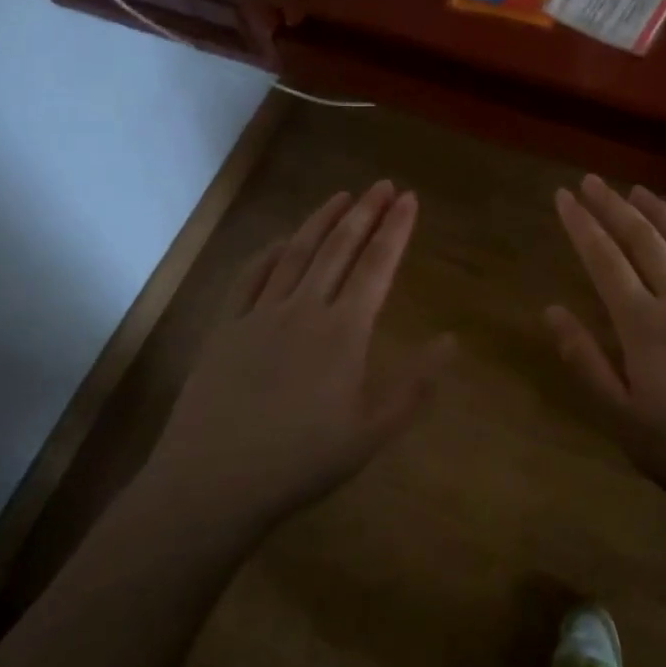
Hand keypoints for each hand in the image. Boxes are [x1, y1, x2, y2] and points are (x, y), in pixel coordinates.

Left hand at [148, 181, 453, 536]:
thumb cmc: (301, 461)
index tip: (410, 198)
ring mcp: (260, 314)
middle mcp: (305, 309)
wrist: (213, 482)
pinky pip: (250, 277)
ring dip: (321, 221)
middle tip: (383, 184)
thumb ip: (415, 386)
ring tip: (341, 195)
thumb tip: (452, 340)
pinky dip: (269, 252)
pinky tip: (281, 240)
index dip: (396, 229)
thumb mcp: (371, 433)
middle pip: (339, 249)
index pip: (377, 266)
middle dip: (365, 212)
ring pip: (297, 253)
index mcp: (344, 331)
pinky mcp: (226, 328)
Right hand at [546, 176, 665, 524]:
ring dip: (661, 213)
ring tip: (639, 191)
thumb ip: (586, 361)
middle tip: (592, 181)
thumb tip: (551, 311)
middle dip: (614, 206)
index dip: (581, 225)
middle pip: (644, 240)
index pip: (605, 261)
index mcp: (644, 326)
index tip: (563, 197)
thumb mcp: (622, 419)